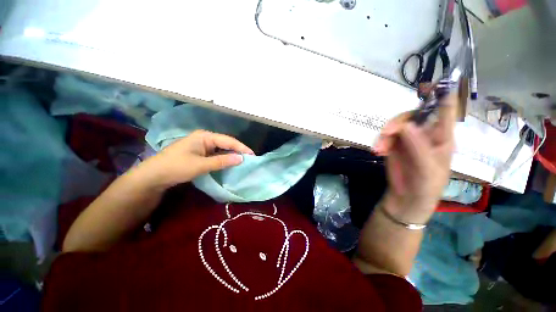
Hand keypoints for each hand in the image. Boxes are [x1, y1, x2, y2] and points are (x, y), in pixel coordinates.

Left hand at [139, 130, 253, 187]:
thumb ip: (222, 161)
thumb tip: (241, 159)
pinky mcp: (200, 153)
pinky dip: (224, 159)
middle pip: (226, 143)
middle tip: (249, 159)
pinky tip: (230, 163)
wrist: (153, 176)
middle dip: (238, 151)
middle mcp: (204, 138)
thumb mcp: (201, 165)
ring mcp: (202, 146)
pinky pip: (216, 154)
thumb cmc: (176, 167)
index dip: (241, 147)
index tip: (253, 155)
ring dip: (231, 155)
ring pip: (221, 149)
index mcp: (205, 136)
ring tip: (243, 161)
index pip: (228, 140)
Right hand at [373, 93, 456, 223]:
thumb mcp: (427, 169)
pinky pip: (385, 136)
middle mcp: (425, 134)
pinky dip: (380, 142)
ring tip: (379, 149)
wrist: (406, 198)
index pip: (445, 111)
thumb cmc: (426, 186)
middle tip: (387, 133)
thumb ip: (418, 147)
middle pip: (411, 116)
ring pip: (395, 126)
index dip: (440, 95)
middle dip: (397, 122)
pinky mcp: (394, 145)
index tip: (429, 84)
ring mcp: (407, 139)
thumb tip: (407, 125)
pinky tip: (377, 152)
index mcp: (442, 137)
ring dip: (385, 135)